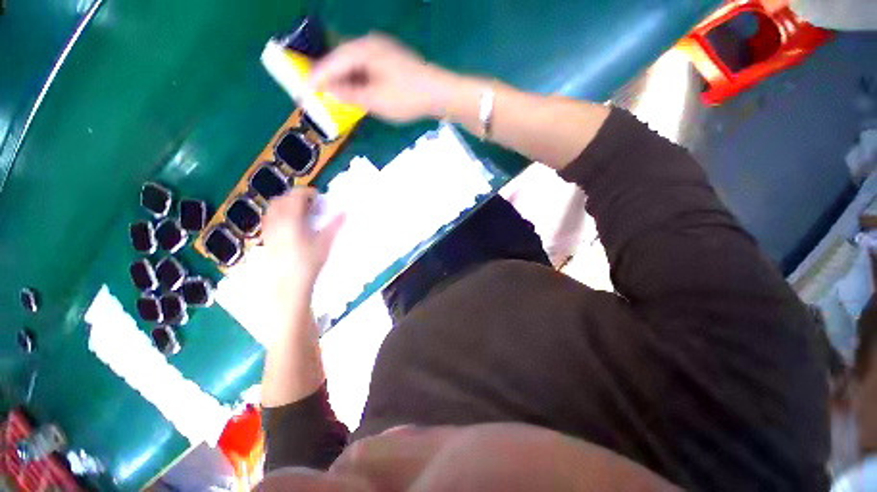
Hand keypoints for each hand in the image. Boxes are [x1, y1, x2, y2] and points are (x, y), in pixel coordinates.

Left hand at [262, 187, 343, 293]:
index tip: (319, 197)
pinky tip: (291, 227)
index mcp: (291, 219)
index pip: (295, 196)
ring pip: (273, 209)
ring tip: (301, 214)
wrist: (288, 285)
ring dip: (286, 205)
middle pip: (281, 200)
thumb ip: (334, 225)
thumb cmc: (308, 263)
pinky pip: (270, 220)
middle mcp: (276, 221)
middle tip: (311, 204)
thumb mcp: (325, 243)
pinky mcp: (266, 240)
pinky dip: (280, 216)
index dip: (307, 192)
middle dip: (295, 197)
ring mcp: (268, 230)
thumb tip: (344, 212)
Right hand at [311, 33, 460, 122]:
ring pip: (354, 63)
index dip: (317, 77)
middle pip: (341, 58)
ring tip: (332, 93)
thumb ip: (351, 94)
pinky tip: (356, 90)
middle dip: (328, 75)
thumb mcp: (377, 100)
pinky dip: (357, 79)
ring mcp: (382, 51)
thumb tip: (331, 90)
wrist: (439, 93)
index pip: (333, 62)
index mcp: (364, 50)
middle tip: (315, 90)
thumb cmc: (408, 97)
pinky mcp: (390, 61)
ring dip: (343, 78)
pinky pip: (366, 68)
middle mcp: (371, 45)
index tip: (303, 89)